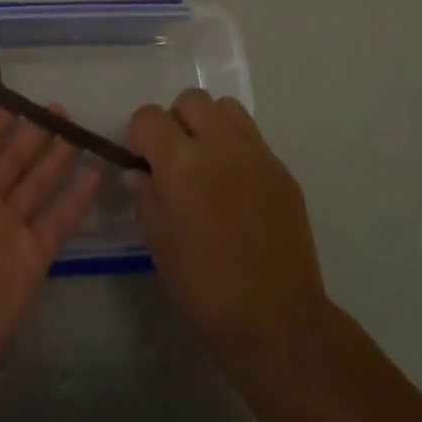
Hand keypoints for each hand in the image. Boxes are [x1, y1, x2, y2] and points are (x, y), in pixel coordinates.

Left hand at [0, 99, 104, 381]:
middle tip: (60, 109)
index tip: (21, 98)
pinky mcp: (33, 255)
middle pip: (13, 159)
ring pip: (38, 184)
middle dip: (33, 134)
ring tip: (79, 131)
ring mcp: (9, 229)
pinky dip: (78, 199)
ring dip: (58, 158)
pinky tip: (97, 173)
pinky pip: (59, 220)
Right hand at [124, 90, 332, 376]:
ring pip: (226, 108)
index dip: (139, 135)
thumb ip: (146, 197)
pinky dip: (235, 147)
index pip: (149, 117)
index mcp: (182, 164)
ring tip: (206, 163)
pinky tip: (234, 186)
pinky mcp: (282, 170)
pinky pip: (252, 138)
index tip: (141, 161)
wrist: (277, 321)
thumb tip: (138, 173)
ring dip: (208, 125)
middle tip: (174, 159)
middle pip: (191, 100)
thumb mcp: (159, 244)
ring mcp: (257, 155)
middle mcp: (221, 146)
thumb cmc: (205, 289)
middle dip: (174, 121)